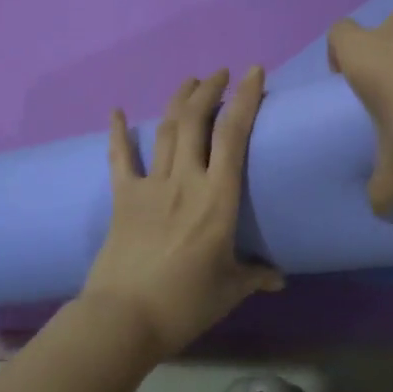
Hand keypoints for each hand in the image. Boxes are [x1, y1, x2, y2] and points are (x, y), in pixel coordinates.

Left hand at [82, 68, 284, 358]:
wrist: (124, 318)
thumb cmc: (185, 304)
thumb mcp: (230, 289)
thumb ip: (256, 276)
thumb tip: (278, 277)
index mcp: (217, 199)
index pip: (234, 136)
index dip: (244, 99)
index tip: (253, 73)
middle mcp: (185, 181)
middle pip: (195, 121)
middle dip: (209, 90)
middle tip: (221, 73)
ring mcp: (150, 186)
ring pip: (165, 130)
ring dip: (178, 101)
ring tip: (191, 82)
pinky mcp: (122, 197)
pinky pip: (120, 158)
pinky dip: (117, 133)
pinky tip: (114, 110)